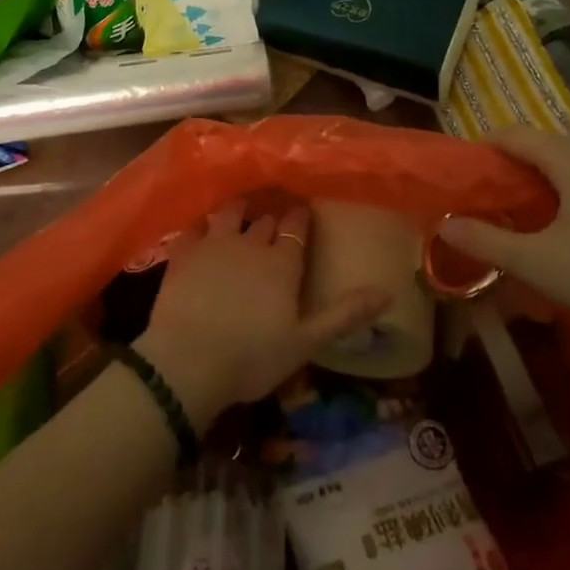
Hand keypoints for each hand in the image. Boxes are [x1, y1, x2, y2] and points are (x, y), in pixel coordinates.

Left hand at [136, 200, 387, 425]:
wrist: (188, 361)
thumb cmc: (252, 357)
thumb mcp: (306, 342)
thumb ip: (345, 314)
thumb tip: (387, 292)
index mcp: (282, 264)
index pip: (297, 228)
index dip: (301, 218)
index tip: (304, 211)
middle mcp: (250, 244)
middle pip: (265, 221)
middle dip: (272, 217)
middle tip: (275, 218)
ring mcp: (213, 244)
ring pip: (230, 213)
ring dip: (239, 209)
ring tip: (242, 208)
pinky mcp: (182, 253)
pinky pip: (194, 227)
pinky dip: (201, 224)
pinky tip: (202, 226)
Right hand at [439, 128, 569, 373]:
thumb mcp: (536, 261)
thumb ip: (485, 240)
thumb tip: (443, 223)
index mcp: (569, 158)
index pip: (513, 134)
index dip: (481, 147)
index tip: (458, 174)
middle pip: (537, 144)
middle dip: (503, 163)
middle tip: (476, 194)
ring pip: (560, 162)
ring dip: (529, 178)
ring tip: (506, 208)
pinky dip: (554, 189)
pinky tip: (548, 222)